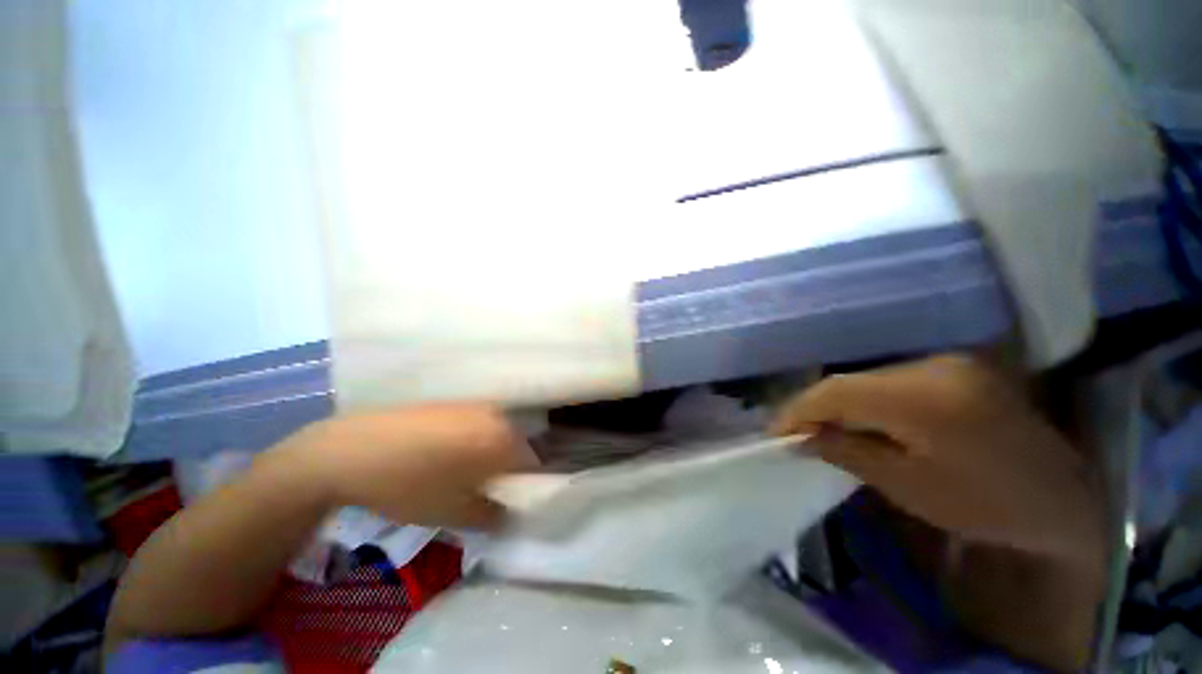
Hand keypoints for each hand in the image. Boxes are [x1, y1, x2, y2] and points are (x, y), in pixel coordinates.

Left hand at [271, 404, 537, 527]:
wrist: (352, 449)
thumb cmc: (409, 484)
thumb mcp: (453, 512)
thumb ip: (492, 515)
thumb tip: (509, 514)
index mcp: (503, 439)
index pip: (533, 462)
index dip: (525, 485)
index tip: (510, 501)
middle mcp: (496, 415)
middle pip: (516, 445)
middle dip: (507, 469)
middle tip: (485, 490)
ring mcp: (473, 405)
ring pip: (495, 433)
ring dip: (489, 455)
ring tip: (463, 475)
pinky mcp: (452, 402)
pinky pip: (476, 424)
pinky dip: (472, 441)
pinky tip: (444, 456)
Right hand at [772, 355, 1103, 572]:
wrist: (1065, 499)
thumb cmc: (988, 507)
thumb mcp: (908, 488)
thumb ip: (847, 452)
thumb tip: (802, 437)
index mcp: (924, 398)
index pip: (837, 391)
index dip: (798, 409)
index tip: (776, 433)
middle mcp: (932, 366)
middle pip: (850, 382)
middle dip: (815, 408)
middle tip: (794, 434)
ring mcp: (946, 363)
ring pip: (868, 379)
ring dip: (840, 405)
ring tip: (821, 429)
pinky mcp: (954, 369)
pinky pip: (892, 381)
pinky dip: (867, 401)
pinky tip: (860, 421)